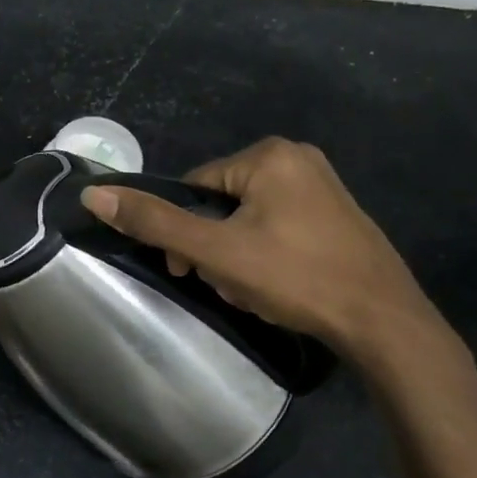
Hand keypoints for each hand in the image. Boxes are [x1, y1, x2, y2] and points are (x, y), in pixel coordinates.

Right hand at [81, 138, 441, 362]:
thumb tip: (92, 194)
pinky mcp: (337, 214)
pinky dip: (268, 254)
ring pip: (249, 218)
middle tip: (226, 284)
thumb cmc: (295, 277)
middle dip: (214, 246)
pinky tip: (279, 285)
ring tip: (254, 290)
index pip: (196, 187)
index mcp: (268, 155)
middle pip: (222, 202)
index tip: (189, 268)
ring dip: (237, 254)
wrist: (384, 323)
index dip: (184, 230)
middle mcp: (297, 157)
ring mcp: (323, 185)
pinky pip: (279, 225)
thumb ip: (154, 222)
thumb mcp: (215, 251)